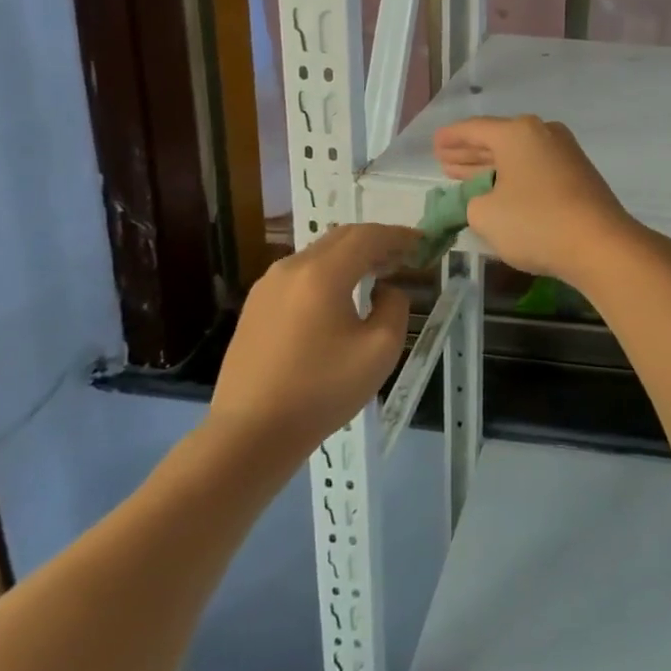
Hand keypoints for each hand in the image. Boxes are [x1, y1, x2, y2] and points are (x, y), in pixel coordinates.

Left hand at [208, 224, 414, 455]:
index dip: (399, 235)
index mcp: (323, 273)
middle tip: (403, 255)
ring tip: (375, 273)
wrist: (249, 435)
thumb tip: (385, 291)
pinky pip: (300, 274)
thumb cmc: (321, 391)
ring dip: (351, 256)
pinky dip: (328, 273)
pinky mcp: (255, 307)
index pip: (369, 236)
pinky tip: (339, 296)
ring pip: (319, 254)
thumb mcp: (380, 351)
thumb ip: (395, 308)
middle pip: (341, 238)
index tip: (422, 242)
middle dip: (376, 241)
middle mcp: (292, 268)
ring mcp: (267, 286)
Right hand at [433, 116, 649, 286]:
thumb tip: (482, 198)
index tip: (435, 143)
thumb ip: (471, 202)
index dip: (451, 138)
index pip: (474, 129)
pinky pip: (535, 167)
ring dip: (491, 166)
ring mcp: (565, 152)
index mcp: (517, 132)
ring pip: (518, 155)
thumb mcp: (486, 215)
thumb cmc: (536, 222)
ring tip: (465, 176)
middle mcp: (542, 132)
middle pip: (498, 139)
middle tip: (445, 161)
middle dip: (470, 152)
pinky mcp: (578, 173)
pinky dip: (513, 175)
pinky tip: (500, 189)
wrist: (600, 244)